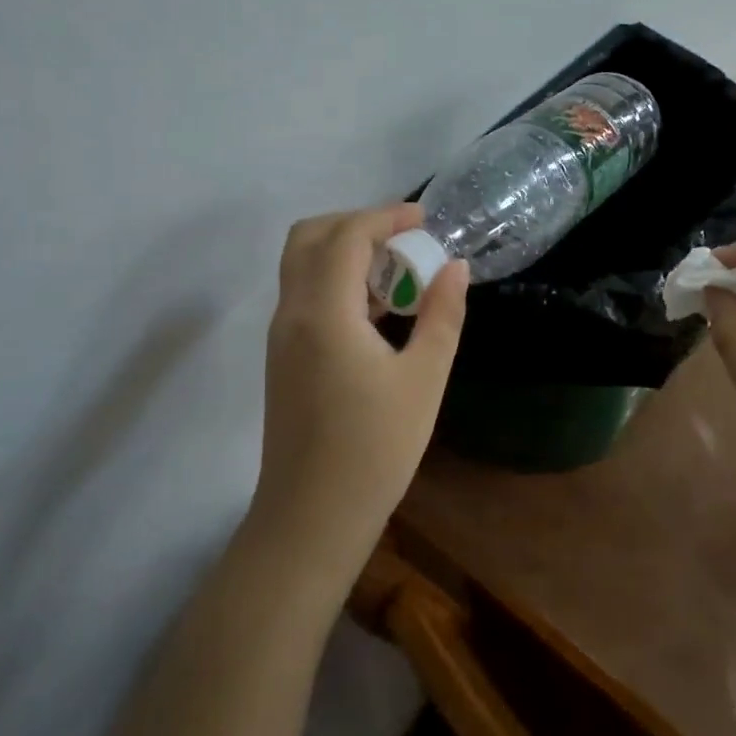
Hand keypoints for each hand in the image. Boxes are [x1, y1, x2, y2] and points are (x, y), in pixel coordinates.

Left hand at [251, 204, 468, 573]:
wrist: (311, 519)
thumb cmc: (374, 451)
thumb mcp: (423, 380)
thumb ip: (442, 315)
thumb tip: (455, 267)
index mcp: (323, 312)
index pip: (347, 235)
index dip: (386, 216)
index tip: (426, 220)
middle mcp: (291, 312)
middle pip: (310, 236)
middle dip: (357, 224)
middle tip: (404, 240)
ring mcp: (281, 335)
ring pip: (302, 264)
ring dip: (345, 251)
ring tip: (398, 272)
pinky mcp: (283, 356)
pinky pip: (304, 293)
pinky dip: (336, 280)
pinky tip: (377, 309)